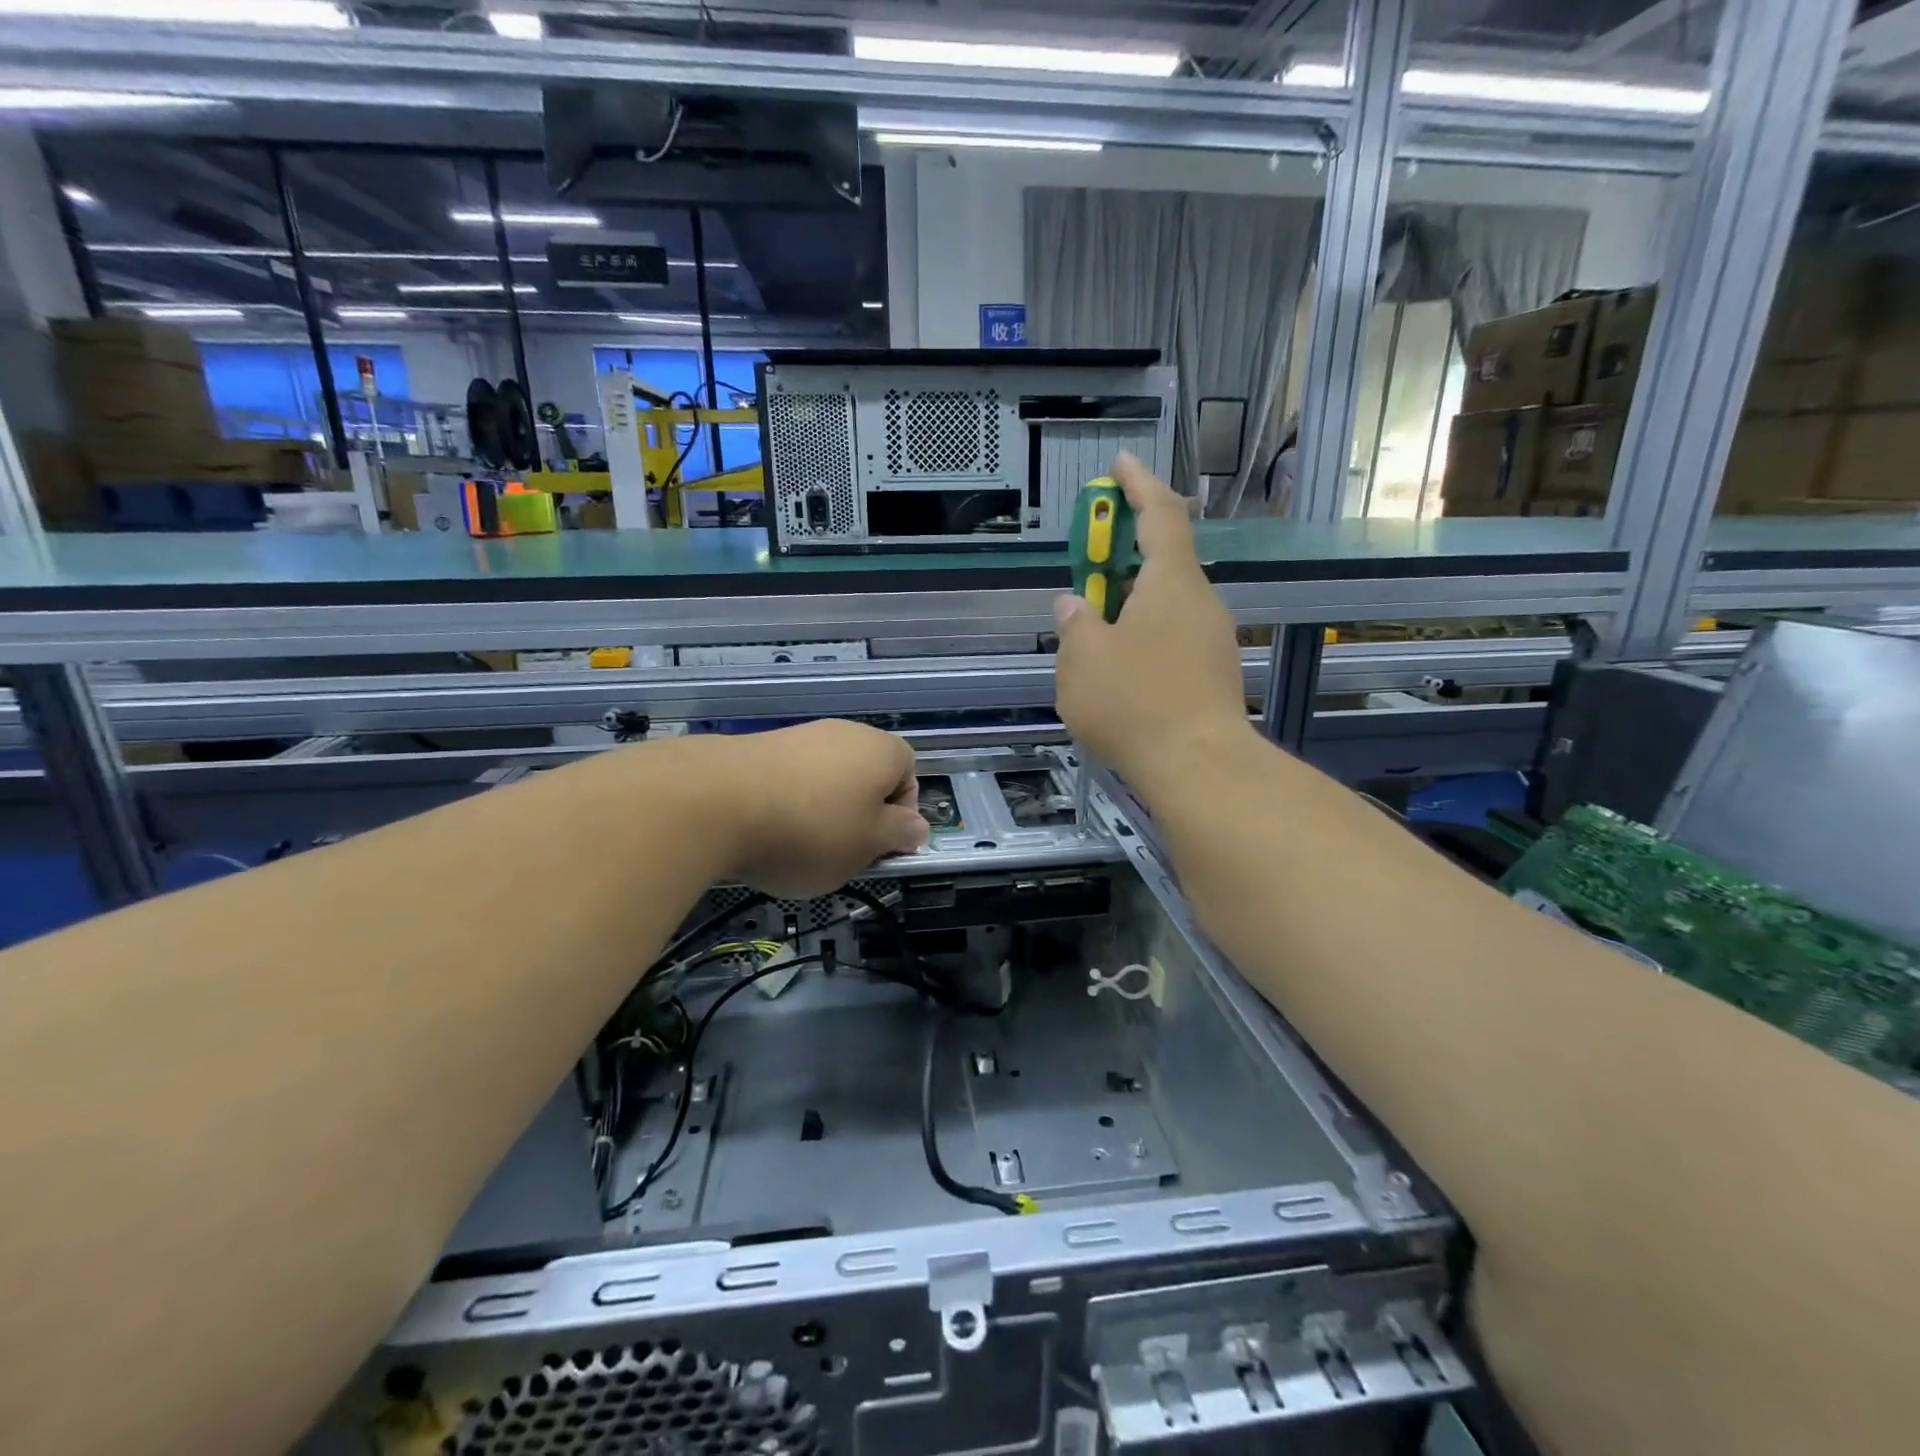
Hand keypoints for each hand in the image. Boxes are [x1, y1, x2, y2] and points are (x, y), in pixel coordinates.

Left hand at [713, 720, 927, 897]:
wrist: (715, 801)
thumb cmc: (812, 829)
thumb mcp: (868, 845)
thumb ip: (899, 834)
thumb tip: (916, 825)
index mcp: (881, 750)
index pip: (909, 774)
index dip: (901, 814)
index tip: (882, 847)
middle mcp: (844, 732)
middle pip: (865, 776)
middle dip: (859, 815)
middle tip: (843, 852)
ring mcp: (798, 736)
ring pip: (825, 779)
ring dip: (820, 812)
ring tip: (797, 848)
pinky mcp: (757, 747)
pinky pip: (788, 780)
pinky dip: (785, 805)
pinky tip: (765, 832)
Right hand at [1053, 454, 1252, 791]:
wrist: (1199, 766)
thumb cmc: (1135, 702)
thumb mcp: (1083, 660)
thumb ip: (1076, 625)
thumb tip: (1075, 606)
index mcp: (1171, 583)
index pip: (1160, 514)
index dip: (1139, 484)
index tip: (1120, 465)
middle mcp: (1201, 602)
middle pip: (1164, 561)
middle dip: (1124, 558)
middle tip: (1089, 570)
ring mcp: (1213, 640)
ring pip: (1167, 605)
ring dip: (1131, 605)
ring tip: (1095, 634)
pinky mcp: (1214, 674)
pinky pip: (1173, 638)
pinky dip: (1144, 636)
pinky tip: (1120, 671)